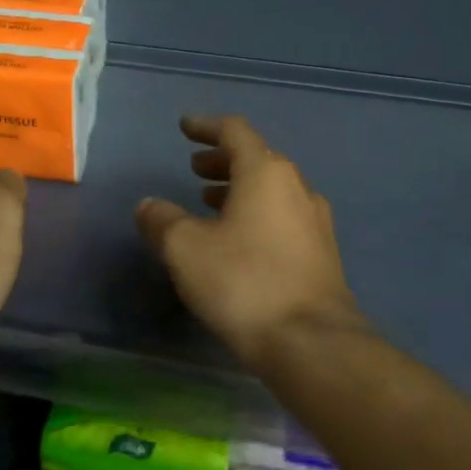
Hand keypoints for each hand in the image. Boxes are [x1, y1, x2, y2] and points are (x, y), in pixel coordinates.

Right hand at [136, 115, 361, 367]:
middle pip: (257, 159)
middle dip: (222, 160)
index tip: (184, 127)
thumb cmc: (243, 282)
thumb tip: (149, 205)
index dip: (206, 126)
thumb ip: (161, 220)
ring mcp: (314, 222)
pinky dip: (255, 214)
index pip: (234, 132)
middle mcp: (296, 188)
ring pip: (272, 190)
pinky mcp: (321, 255)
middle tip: (194, 169)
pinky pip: (282, 217)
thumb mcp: (185, 249)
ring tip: (209, 203)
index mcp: (266, 173)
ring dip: (239, 189)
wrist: (312, 343)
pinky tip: (238, 241)